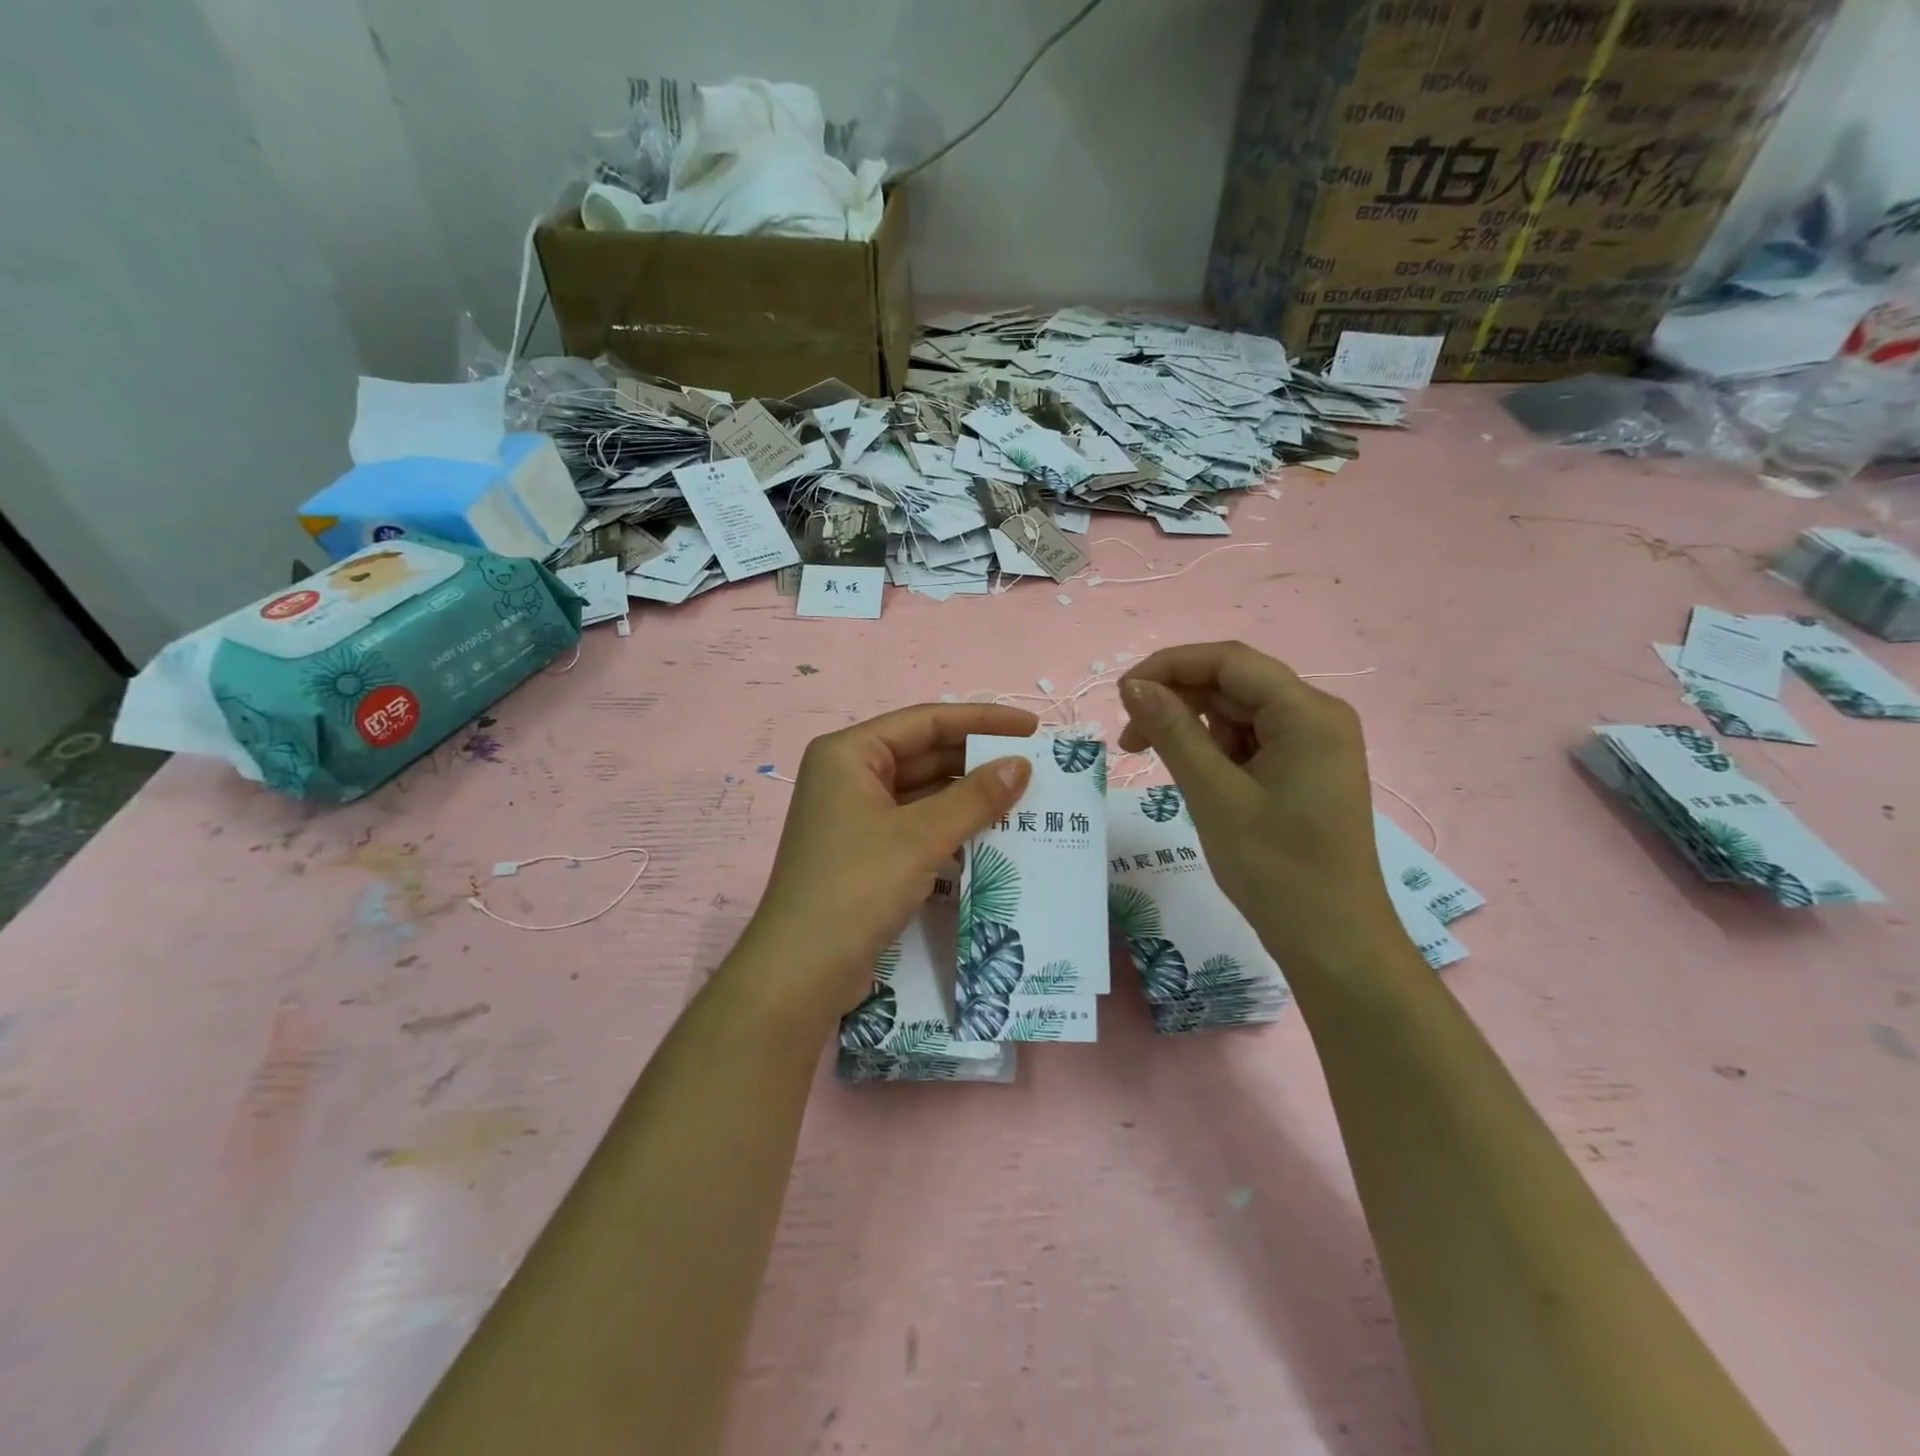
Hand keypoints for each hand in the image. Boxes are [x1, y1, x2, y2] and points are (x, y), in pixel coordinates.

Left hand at [740, 704, 1036, 1021]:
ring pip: (922, 793)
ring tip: (1024, 801)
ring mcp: (855, 817)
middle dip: (977, 761)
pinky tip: (992, 836)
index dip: (981, 720)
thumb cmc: (856, 887)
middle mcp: (849, 776)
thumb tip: (1020, 766)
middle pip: (923, 755)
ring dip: (968, 798)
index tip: (1032, 727)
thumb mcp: (921, 837)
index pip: (925, 721)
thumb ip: (975, 797)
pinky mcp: (865, 853)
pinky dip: (951, 828)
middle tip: (1035, 767)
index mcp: (849, 754)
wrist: (801, 972)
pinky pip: (916, 826)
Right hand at [1117, 642, 1400, 970]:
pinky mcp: (1303, 770)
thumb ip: (1172, 732)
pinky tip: (1194, 777)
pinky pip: (1250, 742)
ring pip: (1238, 714)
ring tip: (1155, 762)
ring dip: (1192, 729)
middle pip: (1234, 685)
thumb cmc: (1275, 868)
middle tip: (1129, 740)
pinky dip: (1214, 752)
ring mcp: (1312, 745)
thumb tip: (1133, 685)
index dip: (1170, 666)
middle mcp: (1316, 717)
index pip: (1230, 661)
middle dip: (1177, 701)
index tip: (1122, 694)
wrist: (1332, 941)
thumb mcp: (1214, 794)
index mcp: (1307, 713)